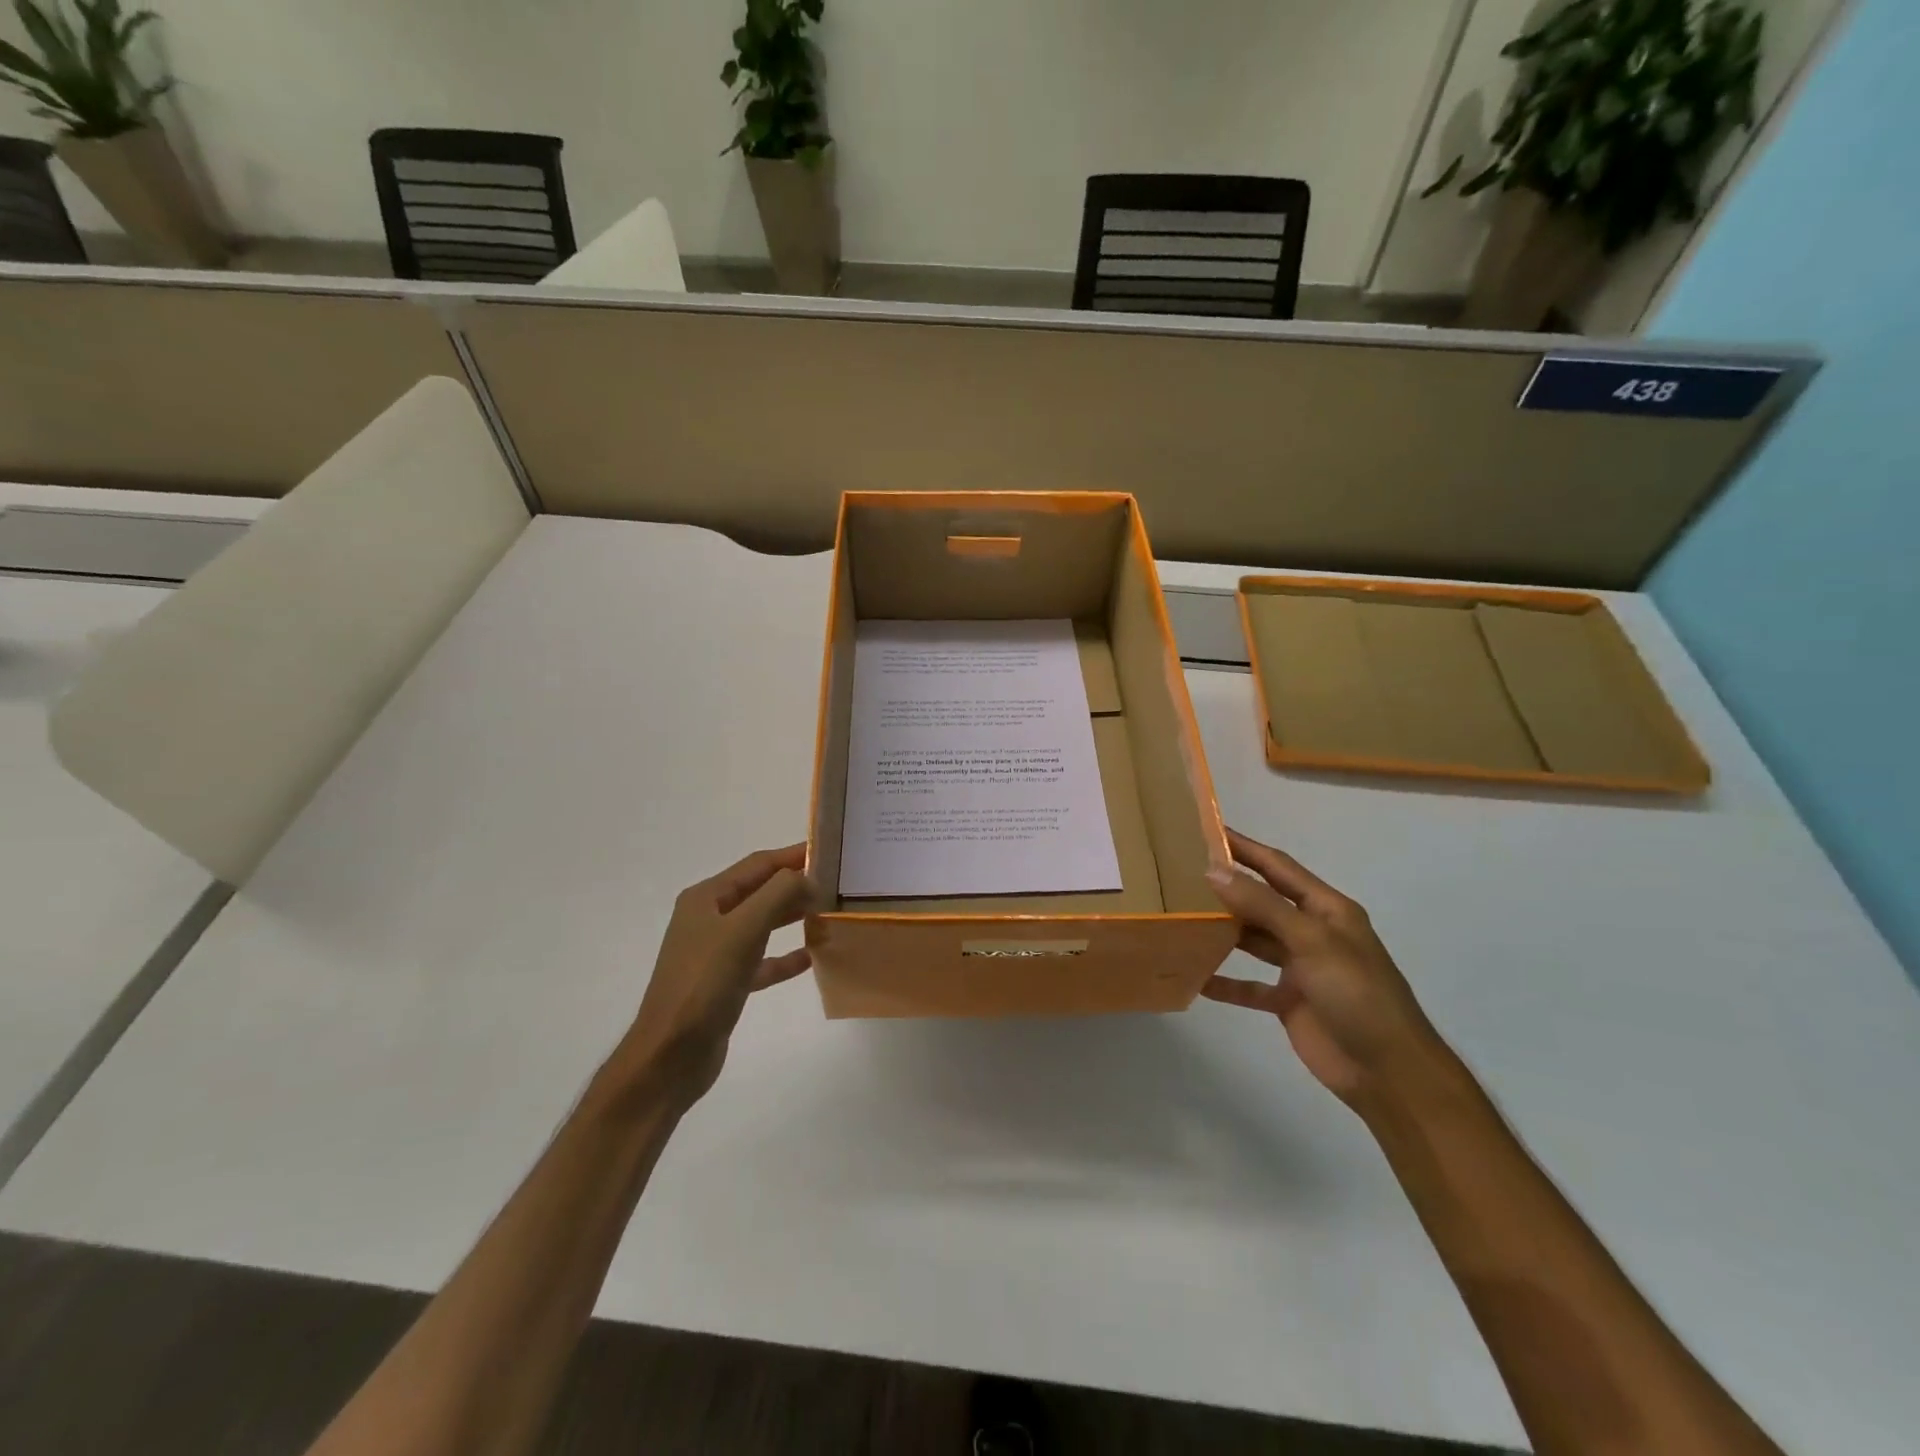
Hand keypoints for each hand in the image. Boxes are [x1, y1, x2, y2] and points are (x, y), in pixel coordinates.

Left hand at [613, 844, 818, 1105]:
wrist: (670, 1056)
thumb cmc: (704, 985)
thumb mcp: (743, 930)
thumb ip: (778, 894)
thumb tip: (807, 877)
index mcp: (707, 898)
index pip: (758, 864)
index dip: (792, 855)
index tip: (829, 852)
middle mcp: (709, 919)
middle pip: (760, 891)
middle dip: (796, 885)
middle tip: (837, 884)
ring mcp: (715, 952)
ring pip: (762, 924)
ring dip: (793, 918)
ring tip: (828, 915)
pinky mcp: (725, 983)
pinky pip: (761, 961)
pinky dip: (784, 957)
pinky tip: (810, 959)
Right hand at [1203, 829, 1448, 1107]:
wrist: (1389, 1073)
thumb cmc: (1357, 994)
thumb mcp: (1312, 941)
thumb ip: (1262, 905)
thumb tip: (1212, 870)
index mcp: (1327, 909)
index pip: (1278, 867)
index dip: (1244, 847)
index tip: (1206, 830)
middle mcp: (1312, 932)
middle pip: (1262, 901)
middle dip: (1227, 888)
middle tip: (1180, 874)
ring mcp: (1300, 968)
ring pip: (1253, 940)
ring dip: (1222, 931)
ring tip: (1181, 917)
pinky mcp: (1290, 1001)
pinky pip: (1249, 985)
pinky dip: (1225, 981)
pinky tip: (1194, 977)